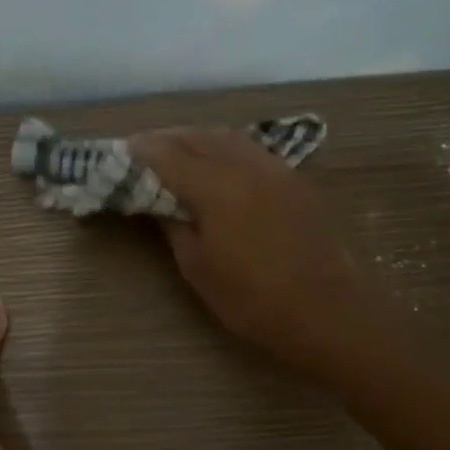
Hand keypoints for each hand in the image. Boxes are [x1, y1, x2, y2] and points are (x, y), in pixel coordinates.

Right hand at [130, 127, 369, 377]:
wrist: (327, 312)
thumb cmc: (254, 300)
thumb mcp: (198, 269)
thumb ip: (174, 226)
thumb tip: (158, 202)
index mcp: (216, 188)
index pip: (168, 155)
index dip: (141, 151)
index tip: (121, 153)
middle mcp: (246, 166)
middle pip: (197, 137)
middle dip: (166, 139)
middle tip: (143, 151)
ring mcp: (275, 169)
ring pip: (227, 137)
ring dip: (197, 138)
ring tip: (177, 152)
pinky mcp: (295, 180)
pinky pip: (251, 149)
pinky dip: (225, 148)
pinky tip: (218, 164)